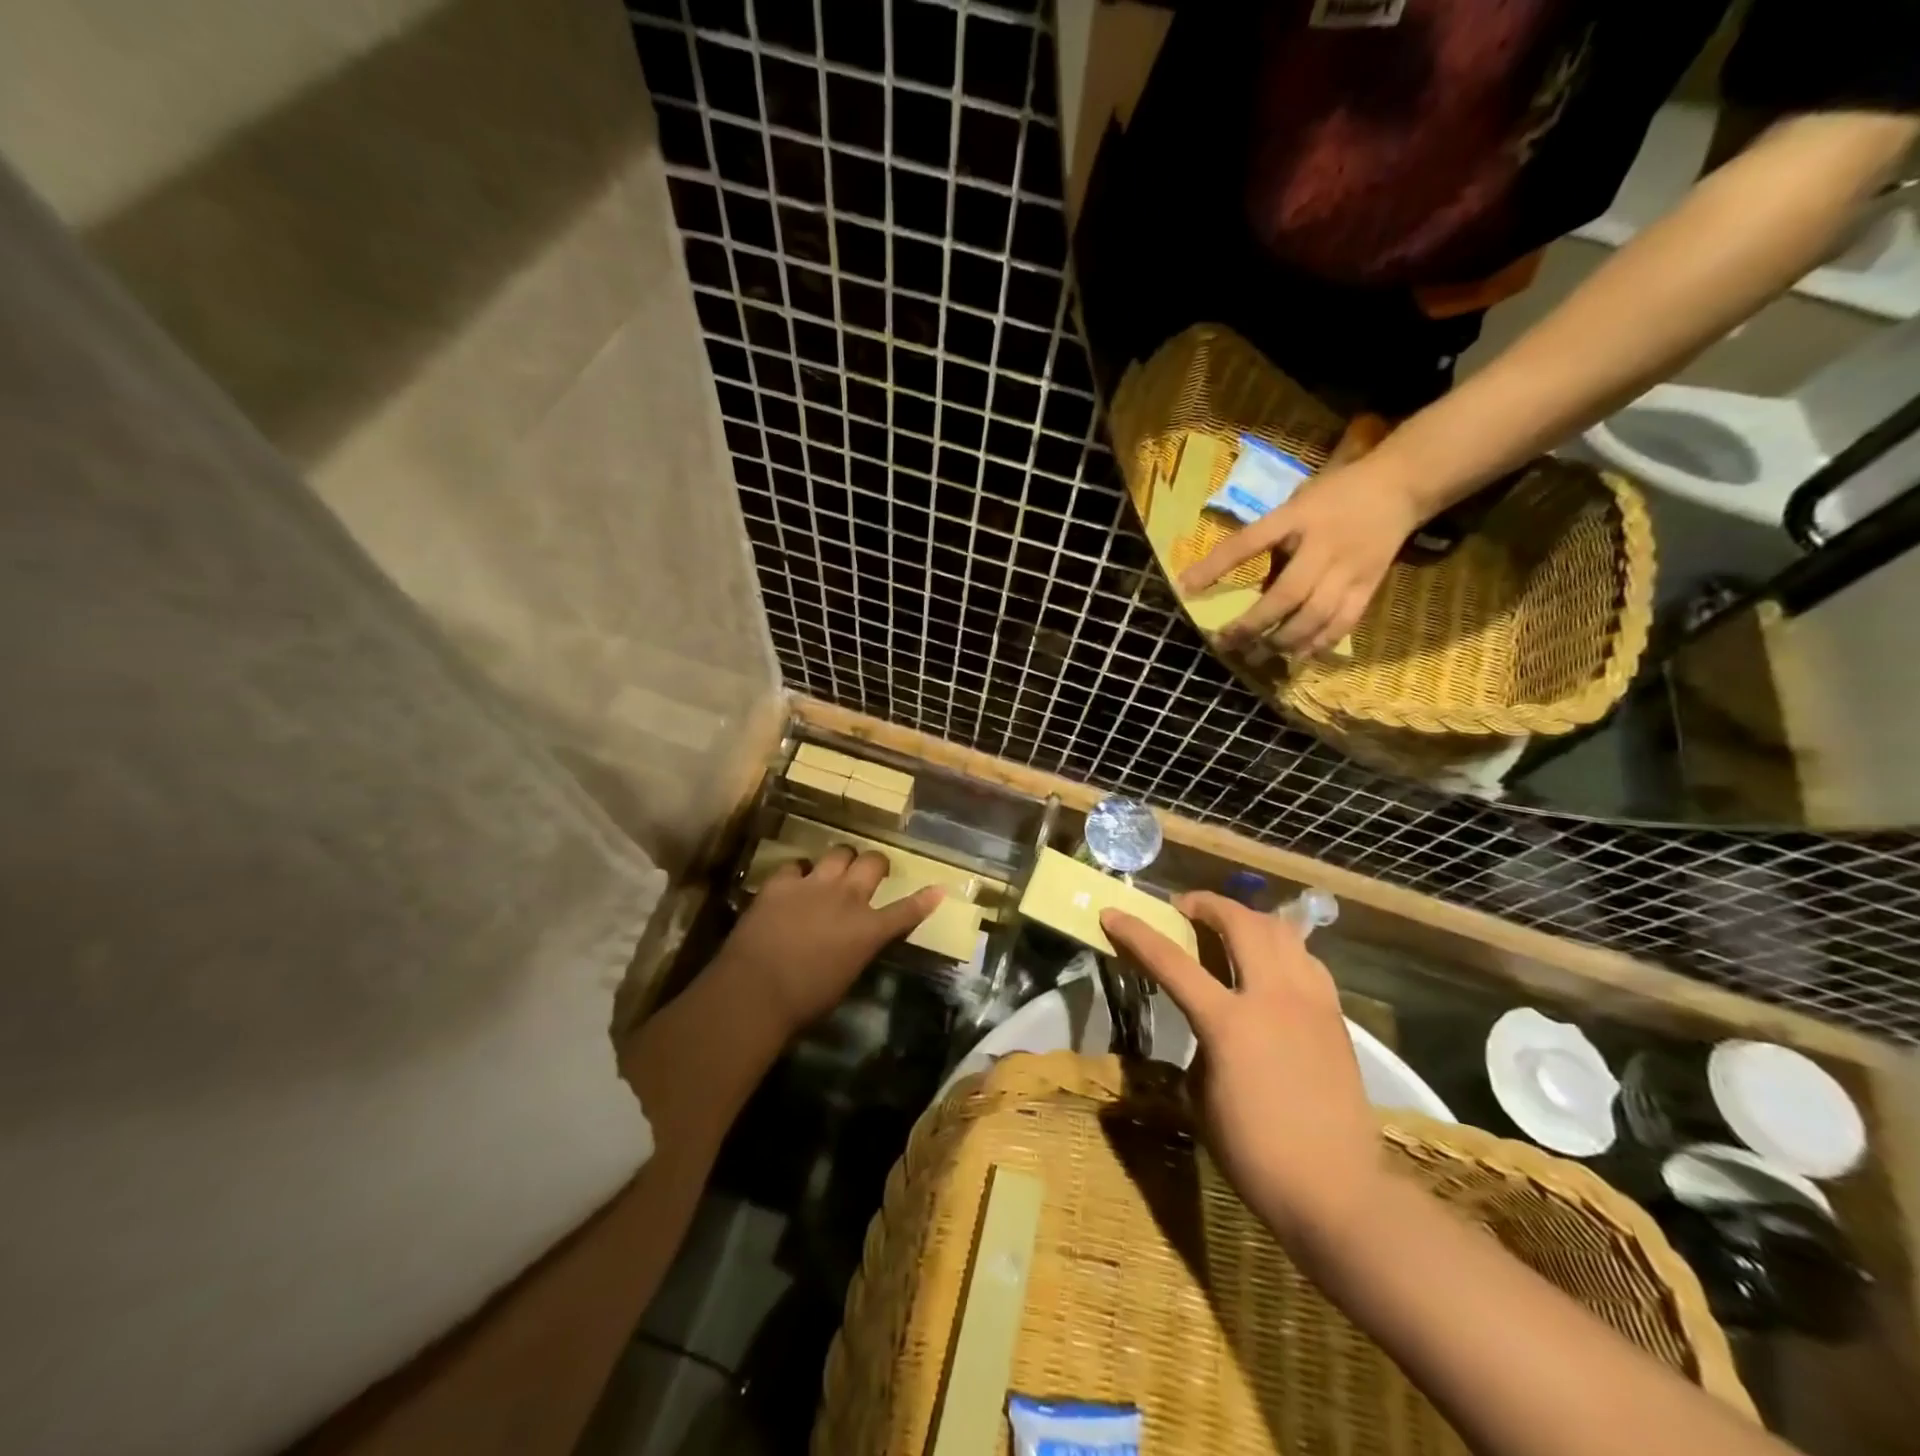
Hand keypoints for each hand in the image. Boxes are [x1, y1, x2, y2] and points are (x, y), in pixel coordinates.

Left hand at [717, 847, 941, 1039]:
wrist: (755, 991)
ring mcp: (813, 885)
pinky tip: (794, 881)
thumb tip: (856, 941)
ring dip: (841, 860)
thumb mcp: (846, 977)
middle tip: (872, 871)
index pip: (906, 911)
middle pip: (872, 863)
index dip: (924, 900)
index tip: (937, 888)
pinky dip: (799, 872)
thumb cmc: (805, 1001)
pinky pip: (795, 864)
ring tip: (835, 869)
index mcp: (868, 930)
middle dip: (876, 864)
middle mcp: (847, 898)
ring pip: (839, 852)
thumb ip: (857, 950)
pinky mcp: (781, 882)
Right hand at [1101, 892, 1382, 1249]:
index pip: (1172, 962)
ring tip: (1230, 928)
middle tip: (1185, 909)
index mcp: (1228, 1023)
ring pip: (1281, 930)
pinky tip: (1271, 965)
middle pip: (1239, 922)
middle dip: (1205, 904)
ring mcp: (1310, 1002)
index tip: (1113, 913)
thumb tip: (1208, 1025)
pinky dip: (1281, 947)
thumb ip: (1200, 1046)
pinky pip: (1306, 959)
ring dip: (1247, 918)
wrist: (1338, 1191)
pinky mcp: (1335, 1016)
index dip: (1136, 933)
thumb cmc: (1255, 1154)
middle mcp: (1272, 998)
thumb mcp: (1202, 1098)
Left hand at [1180, 456, 1420, 655]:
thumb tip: (1248, 591)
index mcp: (1296, 518)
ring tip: (1256, 654)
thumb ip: (1271, 541)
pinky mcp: (1369, 586)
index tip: (1185, 588)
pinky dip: (1318, 644)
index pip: (1249, 542)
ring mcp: (1349, 569)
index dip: (1216, 566)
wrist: (1400, 487)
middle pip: (1286, 594)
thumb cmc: (1333, 497)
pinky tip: (1297, 657)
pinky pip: (1343, 623)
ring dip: (1282, 641)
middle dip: (1252, 624)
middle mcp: (1323, 546)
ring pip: (1314, 616)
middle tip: (1225, 642)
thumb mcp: (1295, 507)